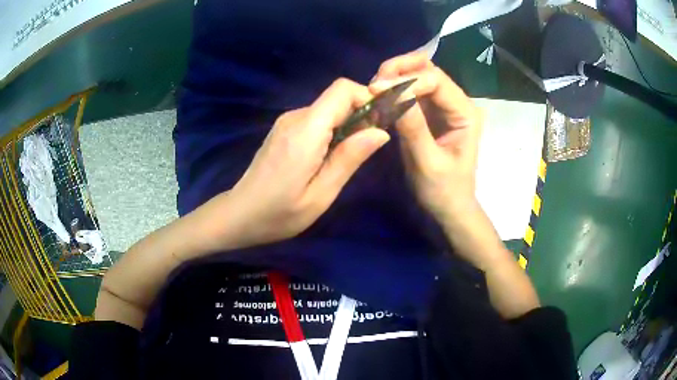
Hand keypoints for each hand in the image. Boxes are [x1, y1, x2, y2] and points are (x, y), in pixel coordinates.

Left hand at [217, 79, 389, 248]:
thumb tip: (380, 132)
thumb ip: (349, 158)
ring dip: (345, 126)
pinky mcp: (283, 130)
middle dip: (359, 115)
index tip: (378, 124)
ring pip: (327, 109)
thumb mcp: (321, 194)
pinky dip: (330, 131)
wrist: (239, 215)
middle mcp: (295, 117)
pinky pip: (315, 120)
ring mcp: (286, 122)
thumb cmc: (279, 213)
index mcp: (306, 130)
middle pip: (336, 98)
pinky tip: (326, 158)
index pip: (342, 90)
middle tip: (365, 150)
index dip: (366, 98)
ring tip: (345, 159)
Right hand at [370, 52, 482, 227]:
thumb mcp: (427, 163)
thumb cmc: (443, 190)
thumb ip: (413, 128)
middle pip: (428, 70)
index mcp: (465, 113)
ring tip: (374, 90)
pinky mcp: (430, 113)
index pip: (436, 80)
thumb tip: (391, 93)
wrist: (449, 207)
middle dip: (400, 70)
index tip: (376, 90)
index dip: (406, 81)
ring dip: (395, 77)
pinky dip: (394, 90)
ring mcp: (443, 106)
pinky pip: (411, 92)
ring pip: (418, 76)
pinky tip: (380, 98)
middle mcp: (457, 102)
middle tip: (374, 84)